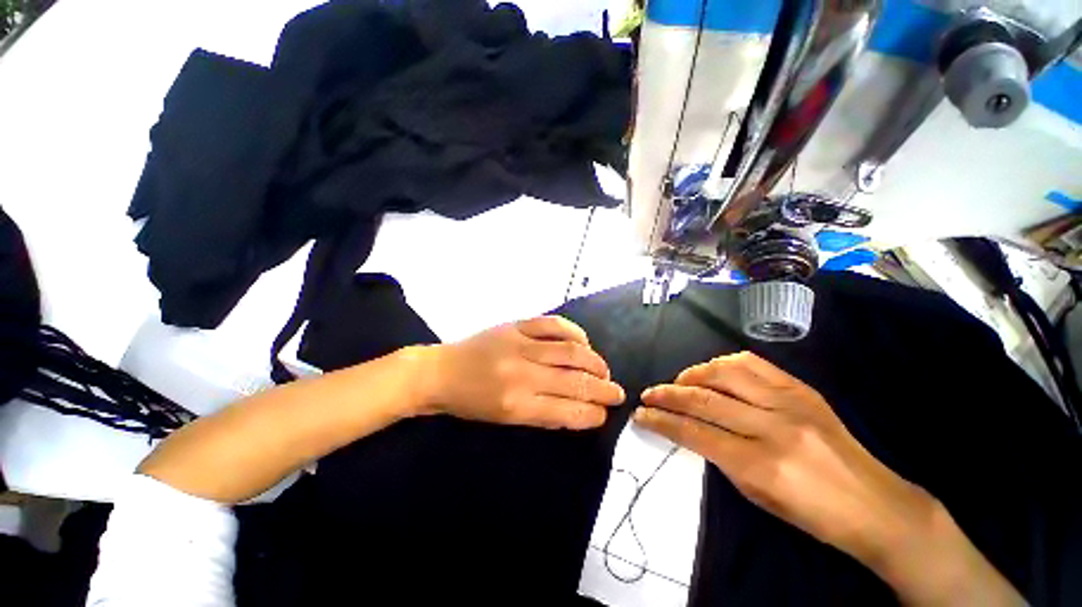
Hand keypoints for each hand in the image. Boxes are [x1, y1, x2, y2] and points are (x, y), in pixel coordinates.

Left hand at [419, 316, 624, 429]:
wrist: (441, 371)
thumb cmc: (470, 403)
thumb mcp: (504, 420)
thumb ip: (542, 414)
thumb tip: (577, 409)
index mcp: (517, 405)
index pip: (568, 411)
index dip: (593, 414)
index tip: (604, 414)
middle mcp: (523, 374)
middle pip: (575, 381)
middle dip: (603, 389)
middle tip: (617, 392)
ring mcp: (521, 344)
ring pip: (571, 351)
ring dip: (595, 362)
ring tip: (604, 370)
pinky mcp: (517, 326)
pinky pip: (554, 324)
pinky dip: (575, 332)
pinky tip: (583, 342)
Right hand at [634, 352, 935, 566]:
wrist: (876, 504)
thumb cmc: (812, 514)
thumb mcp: (757, 496)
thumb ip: (720, 457)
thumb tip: (691, 429)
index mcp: (761, 463)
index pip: (695, 432)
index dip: (662, 422)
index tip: (641, 415)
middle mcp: (773, 425)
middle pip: (705, 399)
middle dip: (668, 394)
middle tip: (649, 394)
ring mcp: (790, 402)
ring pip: (725, 372)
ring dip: (693, 374)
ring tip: (678, 381)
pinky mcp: (802, 389)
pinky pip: (753, 364)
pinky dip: (724, 364)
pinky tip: (712, 371)